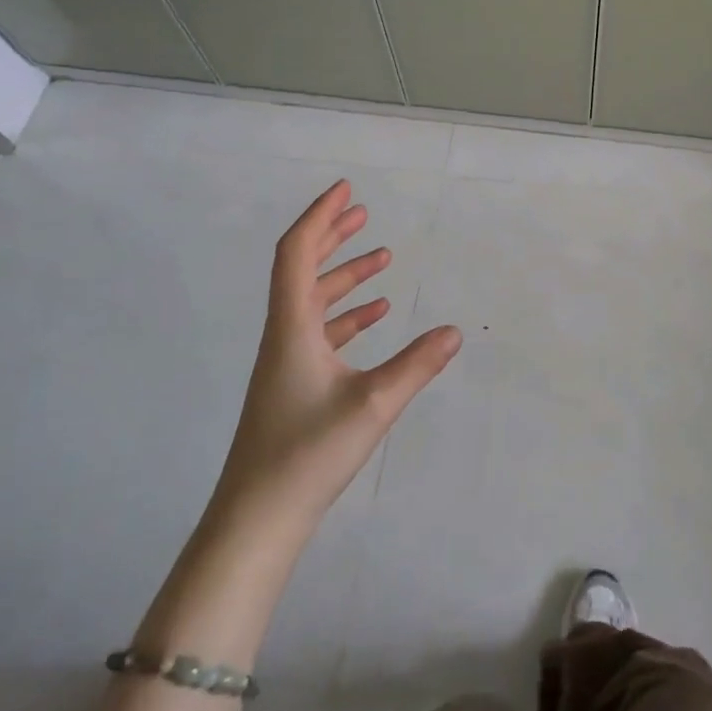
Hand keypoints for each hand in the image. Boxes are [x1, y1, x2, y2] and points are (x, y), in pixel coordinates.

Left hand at [217, 180, 460, 521]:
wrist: (256, 520)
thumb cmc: (308, 454)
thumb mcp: (373, 405)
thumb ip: (417, 365)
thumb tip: (455, 331)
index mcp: (292, 328)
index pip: (297, 254)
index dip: (319, 217)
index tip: (346, 190)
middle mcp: (284, 336)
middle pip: (302, 270)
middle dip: (332, 236)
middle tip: (363, 211)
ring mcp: (286, 363)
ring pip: (313, 302)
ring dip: (345, 276)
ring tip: (382, 259)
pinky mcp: (293, 386)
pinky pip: (320, 332)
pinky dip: (347, 315)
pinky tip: (374, 317)